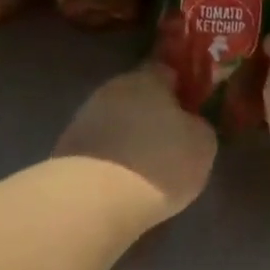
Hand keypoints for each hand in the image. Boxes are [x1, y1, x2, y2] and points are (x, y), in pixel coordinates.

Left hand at [54, 64, 216, 223]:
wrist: (94, 199)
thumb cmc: (159, 163)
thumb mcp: (202, 145)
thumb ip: (197, 126)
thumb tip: (189, 124)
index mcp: (147, 79)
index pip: (166, 70)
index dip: (180, 87)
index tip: (190, 106)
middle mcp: (112, 89)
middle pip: (137, 95)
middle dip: (152, 113)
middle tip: (169, 139)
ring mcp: (85, 116)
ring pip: (115, 120)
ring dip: (129, 135)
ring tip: (145, 165)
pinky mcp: (67, 146)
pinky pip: (99, 145)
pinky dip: (110, 157)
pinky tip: (121, 179)